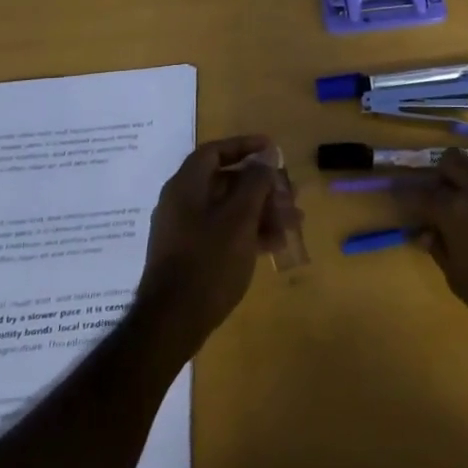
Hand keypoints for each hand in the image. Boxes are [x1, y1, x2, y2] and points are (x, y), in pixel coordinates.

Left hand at [137, 135, 299, 352]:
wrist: (173, 321)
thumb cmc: (209, 261)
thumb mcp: (240, 218)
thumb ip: (255, 182)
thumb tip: (266, 155)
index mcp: (186, 186)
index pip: (215, 152)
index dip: (245, 146)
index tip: (273, 149)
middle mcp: (182, 203)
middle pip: (227, 181)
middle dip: (263, 186)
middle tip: (291, 195)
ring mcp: (185, 230)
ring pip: (229, 209)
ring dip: (262, 211)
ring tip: (293, 222)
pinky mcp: (191, 255)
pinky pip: (224, 232)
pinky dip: (249, 232)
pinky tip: (276, 244)